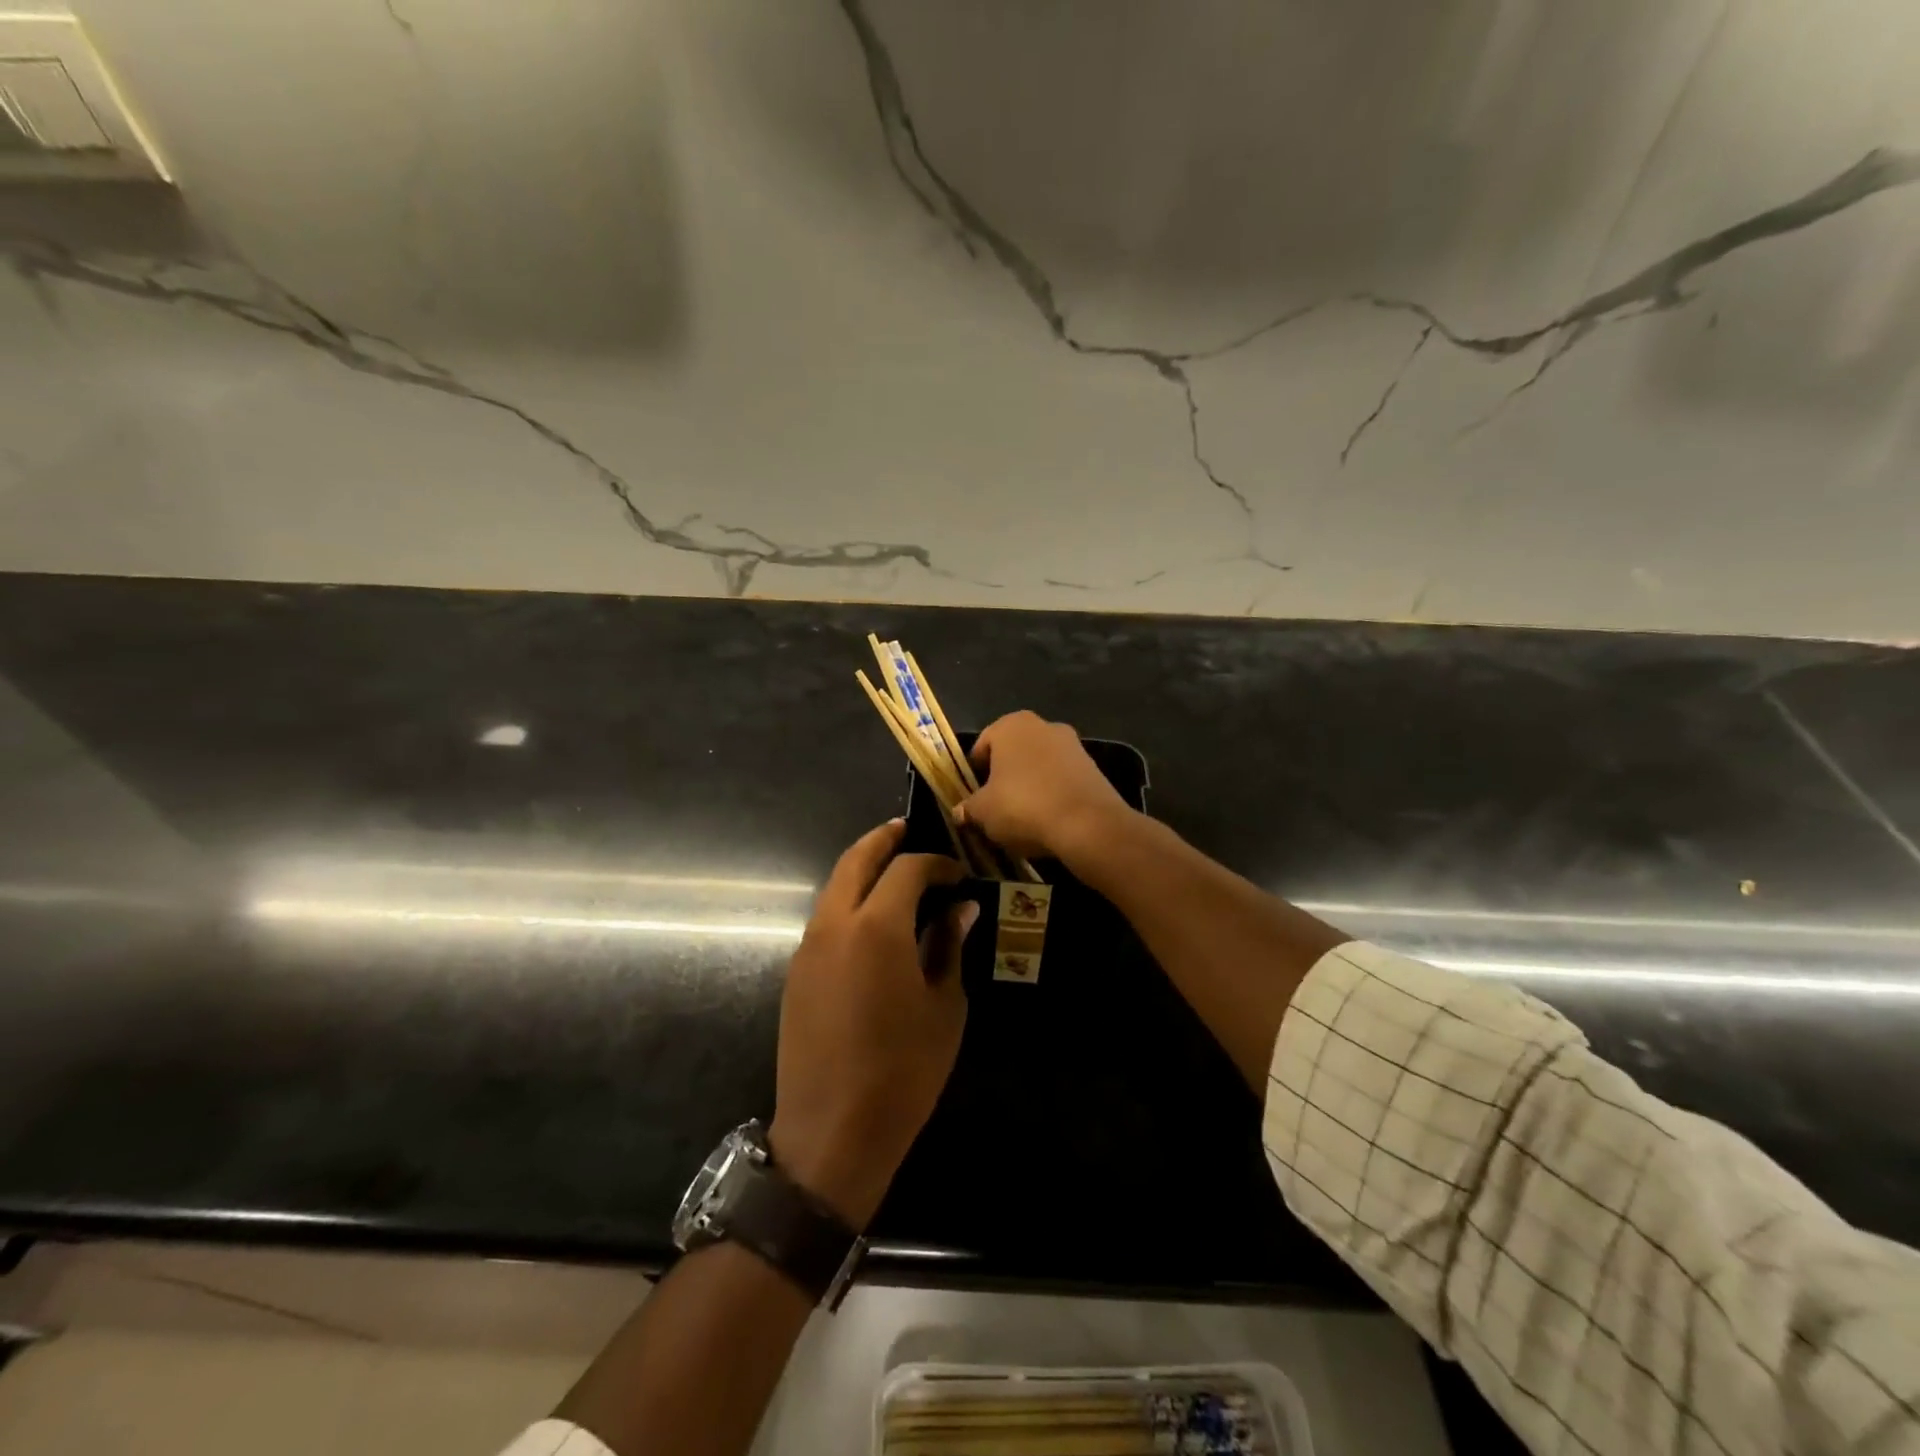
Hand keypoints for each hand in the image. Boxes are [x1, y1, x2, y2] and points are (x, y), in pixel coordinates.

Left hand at [769, 820, 975, 1230]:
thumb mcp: (944, 1007)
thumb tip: (961, 909)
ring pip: (834, 887)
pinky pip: (824, 918)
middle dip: (882, 840)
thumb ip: (949, 947)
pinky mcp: (796, 972)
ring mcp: (808, 948)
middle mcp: (835, 924)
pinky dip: (848, 902)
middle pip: (855, 860)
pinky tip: (872, 920)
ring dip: (861, 870)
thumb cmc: (903, 1071)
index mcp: (877, 927)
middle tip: (906, 831)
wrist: (832, 1133)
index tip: (957, 874)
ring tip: (892, 872)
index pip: (906, 869)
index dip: (935, 863)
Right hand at [954, 711, 1132, 864]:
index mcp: (1011, 725)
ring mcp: (1072, 744)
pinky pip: (1062, 779)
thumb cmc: (1023, 806)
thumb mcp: (983, 812)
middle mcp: (1043, 725)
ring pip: (1039, 766)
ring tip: (1024, 818)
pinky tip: (1049, 819)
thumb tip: (960, 811)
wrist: (1088, 824)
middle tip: (996, 807)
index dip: (974, 774)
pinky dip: (1053, 794)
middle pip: (1013, 753)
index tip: (973, 798)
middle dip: (1004, 777)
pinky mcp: (1093, 767)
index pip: (982, 746)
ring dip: (1030, 785)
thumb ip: (968, 808)